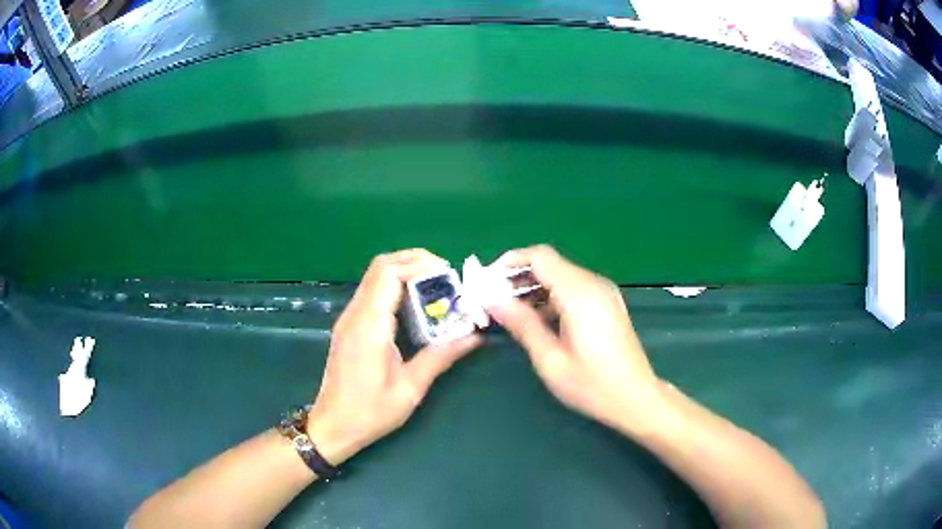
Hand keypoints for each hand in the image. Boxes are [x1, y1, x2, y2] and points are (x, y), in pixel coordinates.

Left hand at [307, 249, 480, 464]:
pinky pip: (372, 292)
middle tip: (446, 276)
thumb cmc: (370, 412)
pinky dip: (394, 286)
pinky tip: (415, 305)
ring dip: (405, 272)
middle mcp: (355, 314)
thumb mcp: (410, 388)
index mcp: (370, 326)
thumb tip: (474, 336)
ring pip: (375, 276)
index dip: (420, 265)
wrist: (332, 426)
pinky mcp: (349, 326)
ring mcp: (349, 318)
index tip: (449, 275)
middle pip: (381, 266)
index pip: (390, 274)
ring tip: (435, 287)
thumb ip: (441, 356)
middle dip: (415, 261)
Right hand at [486, 246, 660, 429]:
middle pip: (549, 264)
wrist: (636, 398)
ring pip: (560, 275)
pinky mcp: (606, 302)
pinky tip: (536, 319)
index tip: (487, 282)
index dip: (509, 262)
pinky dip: (551, 296)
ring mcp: (603, 292)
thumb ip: (521, 323)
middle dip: (518, 277)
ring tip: (509, 312)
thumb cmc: (591, 385)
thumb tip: (491, 299)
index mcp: (579, 293)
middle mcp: (593, 284)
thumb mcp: (550, 358)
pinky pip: (572, 288)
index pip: (539, 257)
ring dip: (533, 288)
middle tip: (493, 301)